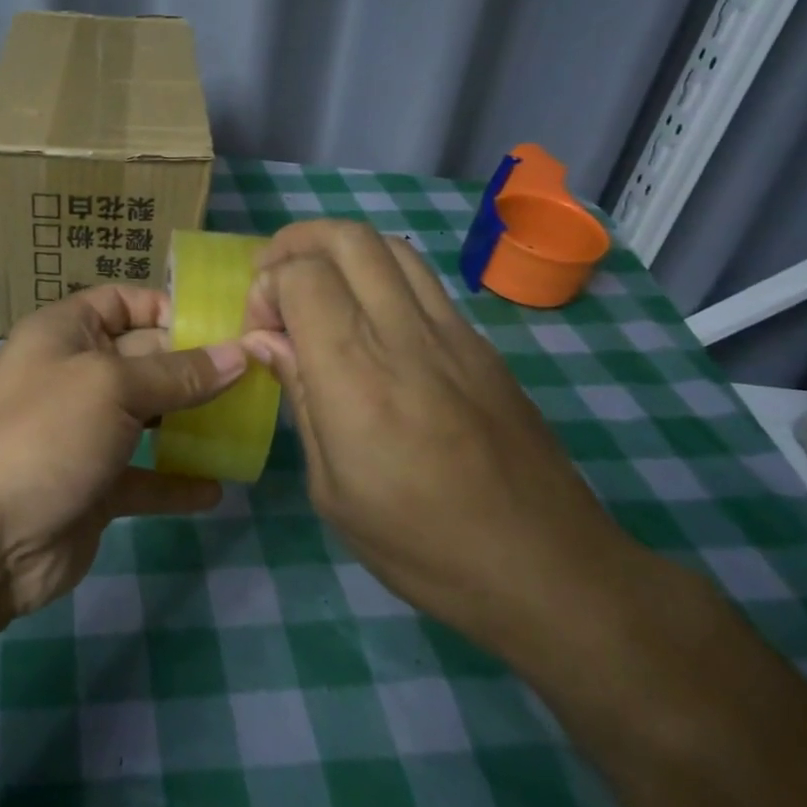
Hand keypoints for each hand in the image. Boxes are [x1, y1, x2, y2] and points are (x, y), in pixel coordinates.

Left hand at [0, 285, 244, 615]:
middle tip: (255, 378)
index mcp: (65, 333)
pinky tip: (215, 489)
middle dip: (195, 367)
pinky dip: (176, 482)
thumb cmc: (45, 434)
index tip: (223, 328)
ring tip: (244, 427)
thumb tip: (240, 354)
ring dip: (191, 424)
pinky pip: (143, 477)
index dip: (168, 308)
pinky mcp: (93, 486)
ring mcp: (83, 434)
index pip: (122, 302)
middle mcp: (74, 376)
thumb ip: (178, 373)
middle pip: (144, 359)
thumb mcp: (112, 387)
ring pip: (148, 419)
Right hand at [242, 220, 640, 649]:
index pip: (301, 276)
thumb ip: (300, 397)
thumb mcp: (332, 489)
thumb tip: (267, 340)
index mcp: (355, 374)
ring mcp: (452, 333)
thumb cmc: (420, 544)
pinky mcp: (482, 344)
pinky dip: (380, 274)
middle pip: (347, 238)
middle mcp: (404, 334)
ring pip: (390, 245)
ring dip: (341, 248)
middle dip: (296, 242)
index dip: (266, 286)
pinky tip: (369, 318)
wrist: (546, 568)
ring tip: (319, 285)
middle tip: (274, 279)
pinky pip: (422, 279)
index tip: (260, 330)